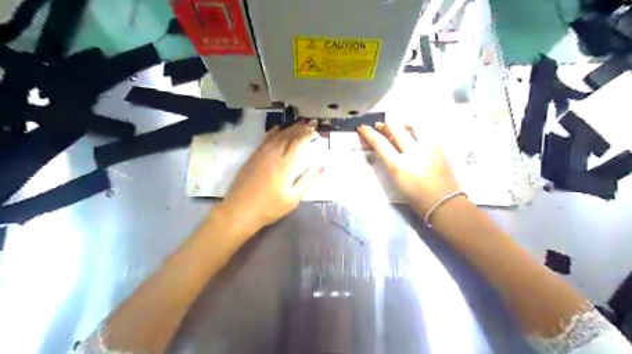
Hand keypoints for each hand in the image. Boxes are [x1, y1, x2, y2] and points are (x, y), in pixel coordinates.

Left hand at [220, 120, 325, 234]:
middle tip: (309, 123)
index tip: (315, 130)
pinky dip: (272, 133)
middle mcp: (273, 156)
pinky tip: (277, 128)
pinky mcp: (252, 158)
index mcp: (285, 166)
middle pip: (288, 137)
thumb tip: (321, 166)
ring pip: (276, 137)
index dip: (307, 135)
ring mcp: (261, 155)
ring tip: (297, 123)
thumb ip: (307, 180)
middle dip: (300, 129)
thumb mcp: (293, 198)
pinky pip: (264, 140)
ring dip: (288, 128)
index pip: (298, 144)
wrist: (239, 211)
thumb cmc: (269, 208)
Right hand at [357, 121, 462, 214]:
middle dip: (383, 125)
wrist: (443, 201)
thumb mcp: (395, 180)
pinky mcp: (439, 146)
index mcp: (399, 166)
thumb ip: (388, 161)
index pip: (380, 143)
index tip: (362, 127)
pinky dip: (414, 129)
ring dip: (401, 124)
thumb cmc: (415, 196)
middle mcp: (413, 153)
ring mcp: (428, 147)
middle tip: (378, 126)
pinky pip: (424, 131)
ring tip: (397, 127)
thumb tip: (381, 146)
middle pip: (395, 128)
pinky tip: (412, 133)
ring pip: (412, 125)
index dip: (368, 133)